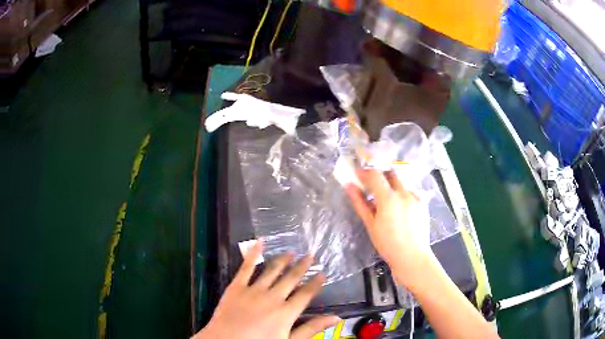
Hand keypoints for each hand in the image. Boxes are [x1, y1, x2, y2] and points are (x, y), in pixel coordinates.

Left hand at [193, 241, 339, 338]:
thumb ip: (310, 329)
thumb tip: (335, 318)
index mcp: (286, 312)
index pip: (306, 294)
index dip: (315, 283)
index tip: (322, 273)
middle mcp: (272, 297)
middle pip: (291, 279)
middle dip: (302, 266)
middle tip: (310, 255)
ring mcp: (253, 290)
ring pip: (272, 270)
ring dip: (282, 260)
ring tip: (290, 252)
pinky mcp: (236, 287)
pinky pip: (246, 267)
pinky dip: (253, 253)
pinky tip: (259, 242)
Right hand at [345, 169, 432, 286]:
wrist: (412, 257)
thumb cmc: (387, 244)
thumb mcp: (371, 225)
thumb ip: (360, 203)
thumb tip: (349, 186)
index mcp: (389, 198)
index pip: (375, 175)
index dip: (365, 172)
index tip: (357, 174)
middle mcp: (404, 193)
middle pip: (390, 173)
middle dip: (380, 176)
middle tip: (371, 186)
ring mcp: (415, 197)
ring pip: (401, 183)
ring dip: (391, 186)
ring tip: (386, 201)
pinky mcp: (423, 203)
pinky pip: (410, 192)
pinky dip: (402, 195)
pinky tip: (399, 209)